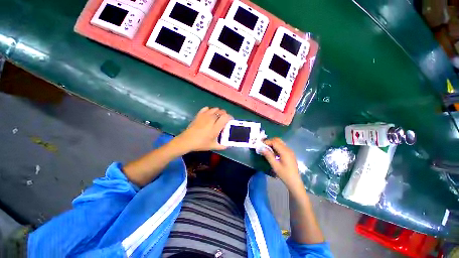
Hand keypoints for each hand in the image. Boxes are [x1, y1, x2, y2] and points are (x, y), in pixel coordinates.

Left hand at [175, 107, 231, 151]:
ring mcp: (205, 115)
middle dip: (225, 114)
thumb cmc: (201, 143)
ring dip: (218, 112)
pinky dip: (210, 110)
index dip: (230, 117)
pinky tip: (209, 115)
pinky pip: (207, 108)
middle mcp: (211, 119)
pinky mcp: (199, 114)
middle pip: (222, 111)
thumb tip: (227, 146)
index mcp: (216, 127)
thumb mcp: (212, 146)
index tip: (230, 121)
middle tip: (224, 120)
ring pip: (215, 108)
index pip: (226, 117)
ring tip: (217, 117)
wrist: (187, 140)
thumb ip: (222, 146)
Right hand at [262, 138, 301, 189]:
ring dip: (272, 144)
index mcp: (285, 152)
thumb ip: (268, 155)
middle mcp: (288, 149)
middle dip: (269, 141)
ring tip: (266, 149)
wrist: (295, 182)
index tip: (260, 145)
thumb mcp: (275, 165)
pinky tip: (272, 152)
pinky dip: (276, 147)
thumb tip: (261, 148)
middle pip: (278, 140)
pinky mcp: (289, 154)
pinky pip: (282, 147)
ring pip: (280, 143)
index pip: (275, 142)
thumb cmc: (284, 174)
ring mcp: (289, 151)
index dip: (267, 142)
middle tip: (263, 145)